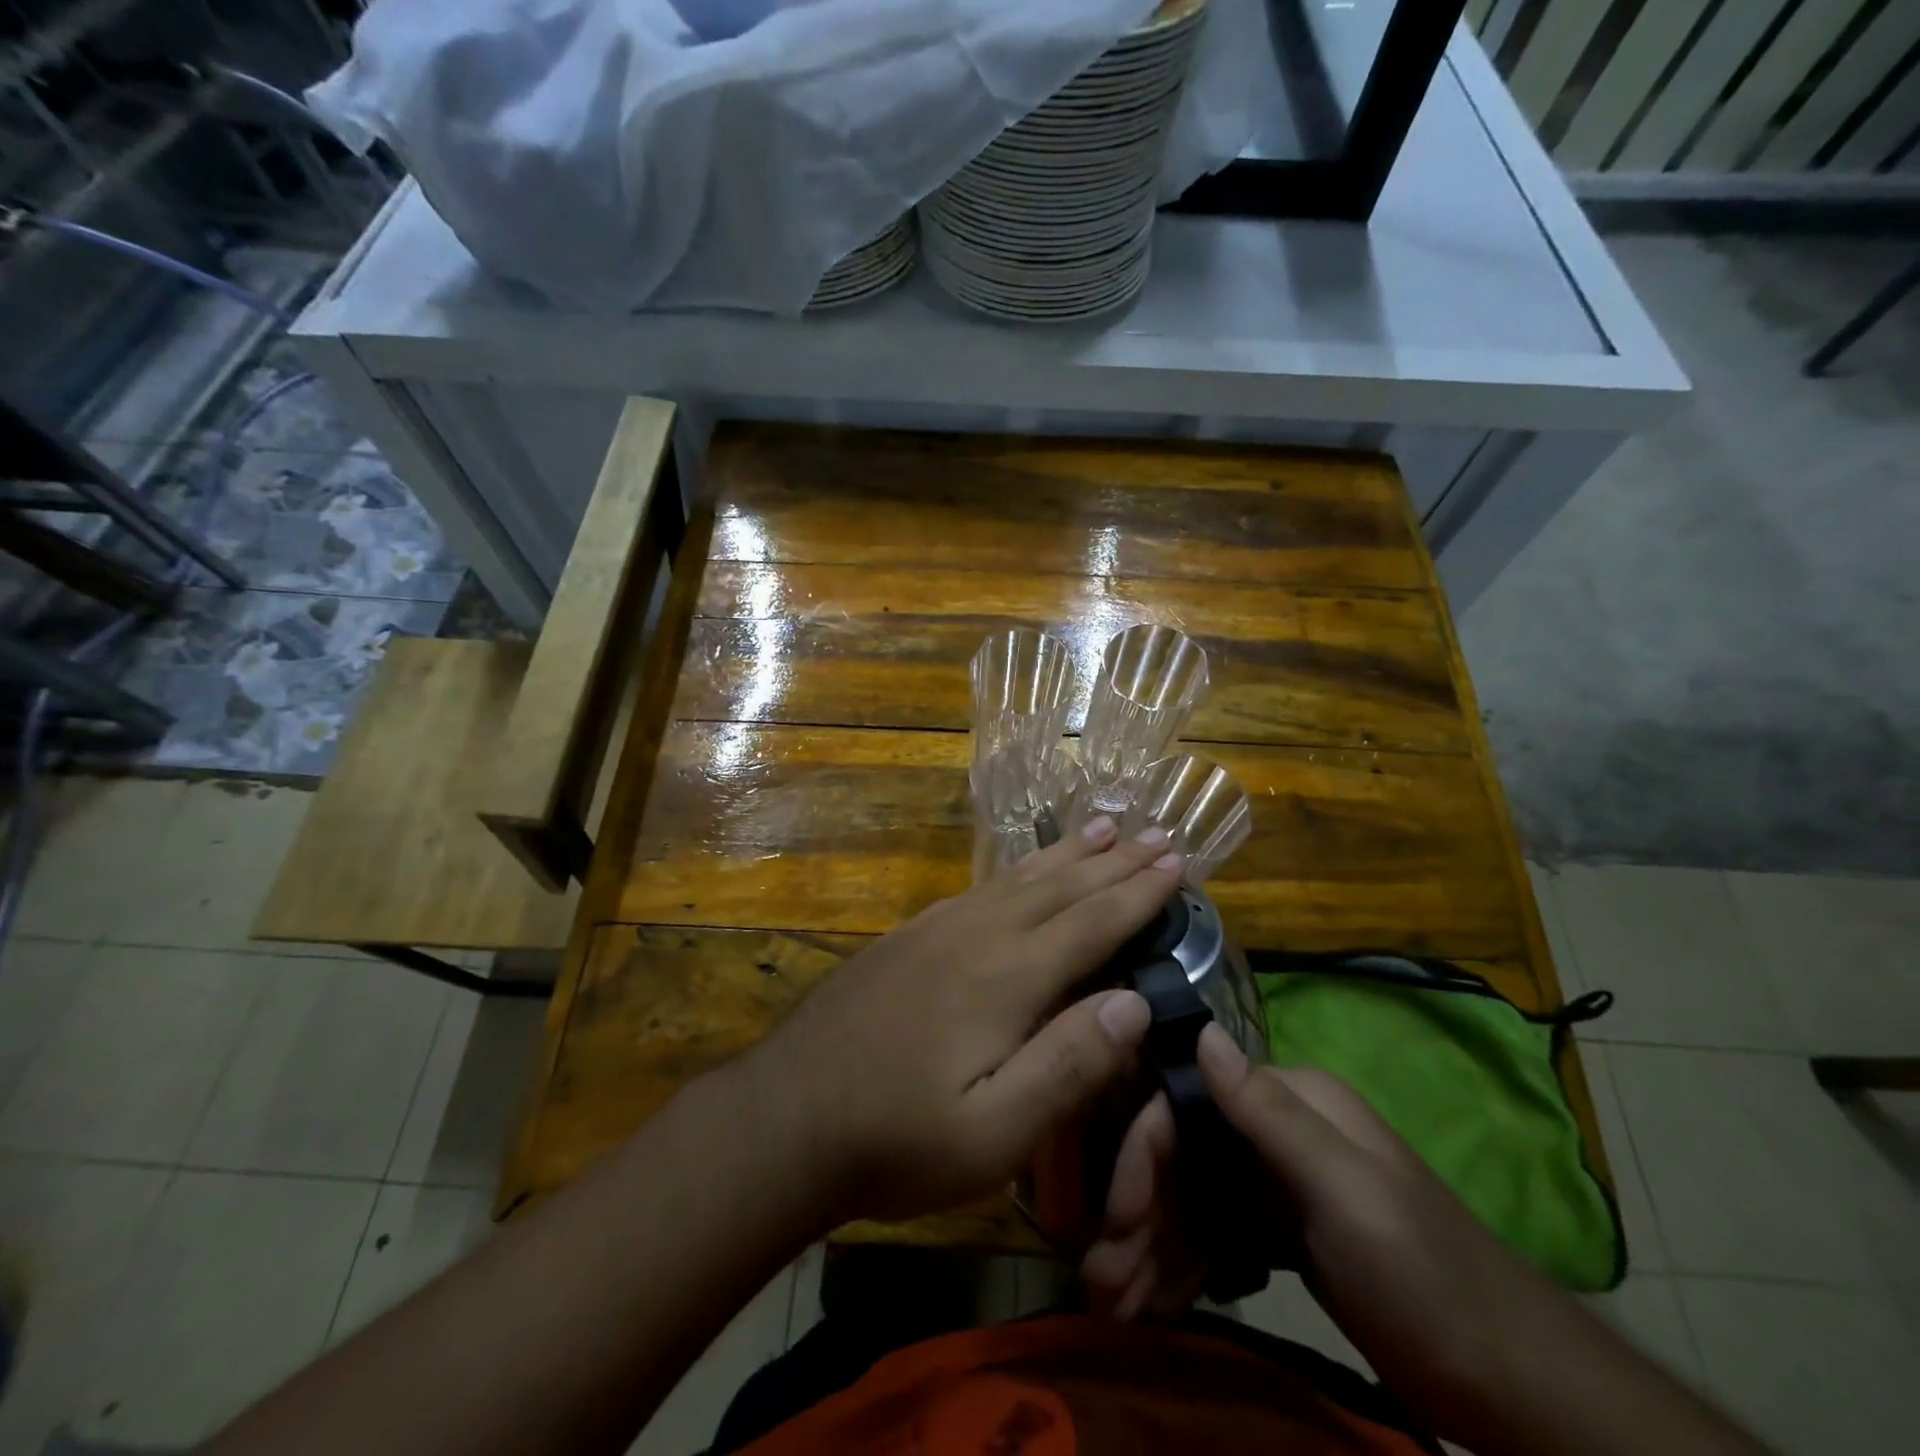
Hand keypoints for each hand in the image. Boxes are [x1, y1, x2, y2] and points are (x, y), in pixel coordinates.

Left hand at [741, 815, 1183, 1226]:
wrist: (786, 1116)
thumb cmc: (897, 1138)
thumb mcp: (993, 1132)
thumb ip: (1068, 1064)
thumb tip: (1135, 1003)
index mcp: (1007, 977)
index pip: (1092, 923)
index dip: (1138, 894)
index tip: (1176, 863)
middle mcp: (977, 935)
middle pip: (1060, 888)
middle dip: (1113, 862)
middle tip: (1155, 833)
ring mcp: (937, 930)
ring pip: (1018, 879)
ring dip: (1067, 855)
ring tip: (1101, 828)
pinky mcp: (909, 937)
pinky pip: (979, 888)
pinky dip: (1016, 871)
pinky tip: (1021, 872)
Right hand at [1084, 1026, 1569, 1410]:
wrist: (1512, 1385)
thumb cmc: (1425, 1277)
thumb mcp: (1346, 1192)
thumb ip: (1269, 1112)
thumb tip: (1200, 1029)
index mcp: (1289, 1101)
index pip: (1186, 1106)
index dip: (1143, 1158)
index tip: (1116, 1223)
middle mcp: (1274, 1129)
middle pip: (1183, 1158)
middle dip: (1139, 1219)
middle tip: (1102, 1287)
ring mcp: (1276, 1180)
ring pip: (1192, 1202)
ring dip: (1152, 1249)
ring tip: (1116, 1308)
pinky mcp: (1281, 1228)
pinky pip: (1214, 1236)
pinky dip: (1183, 1266)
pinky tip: (1156, 1302)